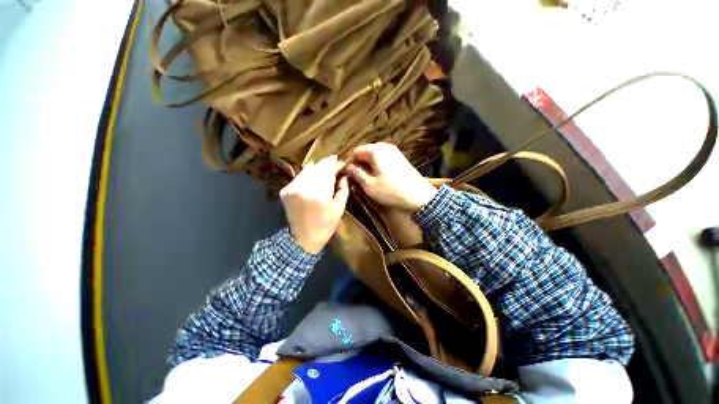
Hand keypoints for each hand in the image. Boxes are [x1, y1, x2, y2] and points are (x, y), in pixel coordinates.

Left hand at [280, 155, 349, 253]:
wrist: (302, 239)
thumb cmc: (325, 226)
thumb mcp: (339, 209)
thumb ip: (343, 190)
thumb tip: (343, 176)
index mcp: (320, 194)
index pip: (329, 171)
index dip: (335, 164)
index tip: (341, 162)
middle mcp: (305, 187)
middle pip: (317, 167)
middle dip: (327, 163)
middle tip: (334, 161)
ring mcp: (293, 188)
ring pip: (307, 170)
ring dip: (317, 167)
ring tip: (324, 166)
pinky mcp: (286, 191)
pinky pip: (299, 176)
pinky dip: (307, 173)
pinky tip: (313, 174)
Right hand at [346, 142, 436, 211]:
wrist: (418, 196)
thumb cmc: (390, 191)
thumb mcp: (369, 185)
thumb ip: (356, 174)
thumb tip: (349, 167)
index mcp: (375, 150)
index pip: (356, 151)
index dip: (349, 162)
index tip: (347, 174)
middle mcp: (384, 146)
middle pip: (366, 151)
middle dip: (359, 163)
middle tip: (356, 177)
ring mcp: (394, 151)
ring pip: (375, 155)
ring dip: (368, 164)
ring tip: (366, 178)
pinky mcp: (400, 158)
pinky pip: (384, 158)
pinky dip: (377, 165)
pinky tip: (378, 176)